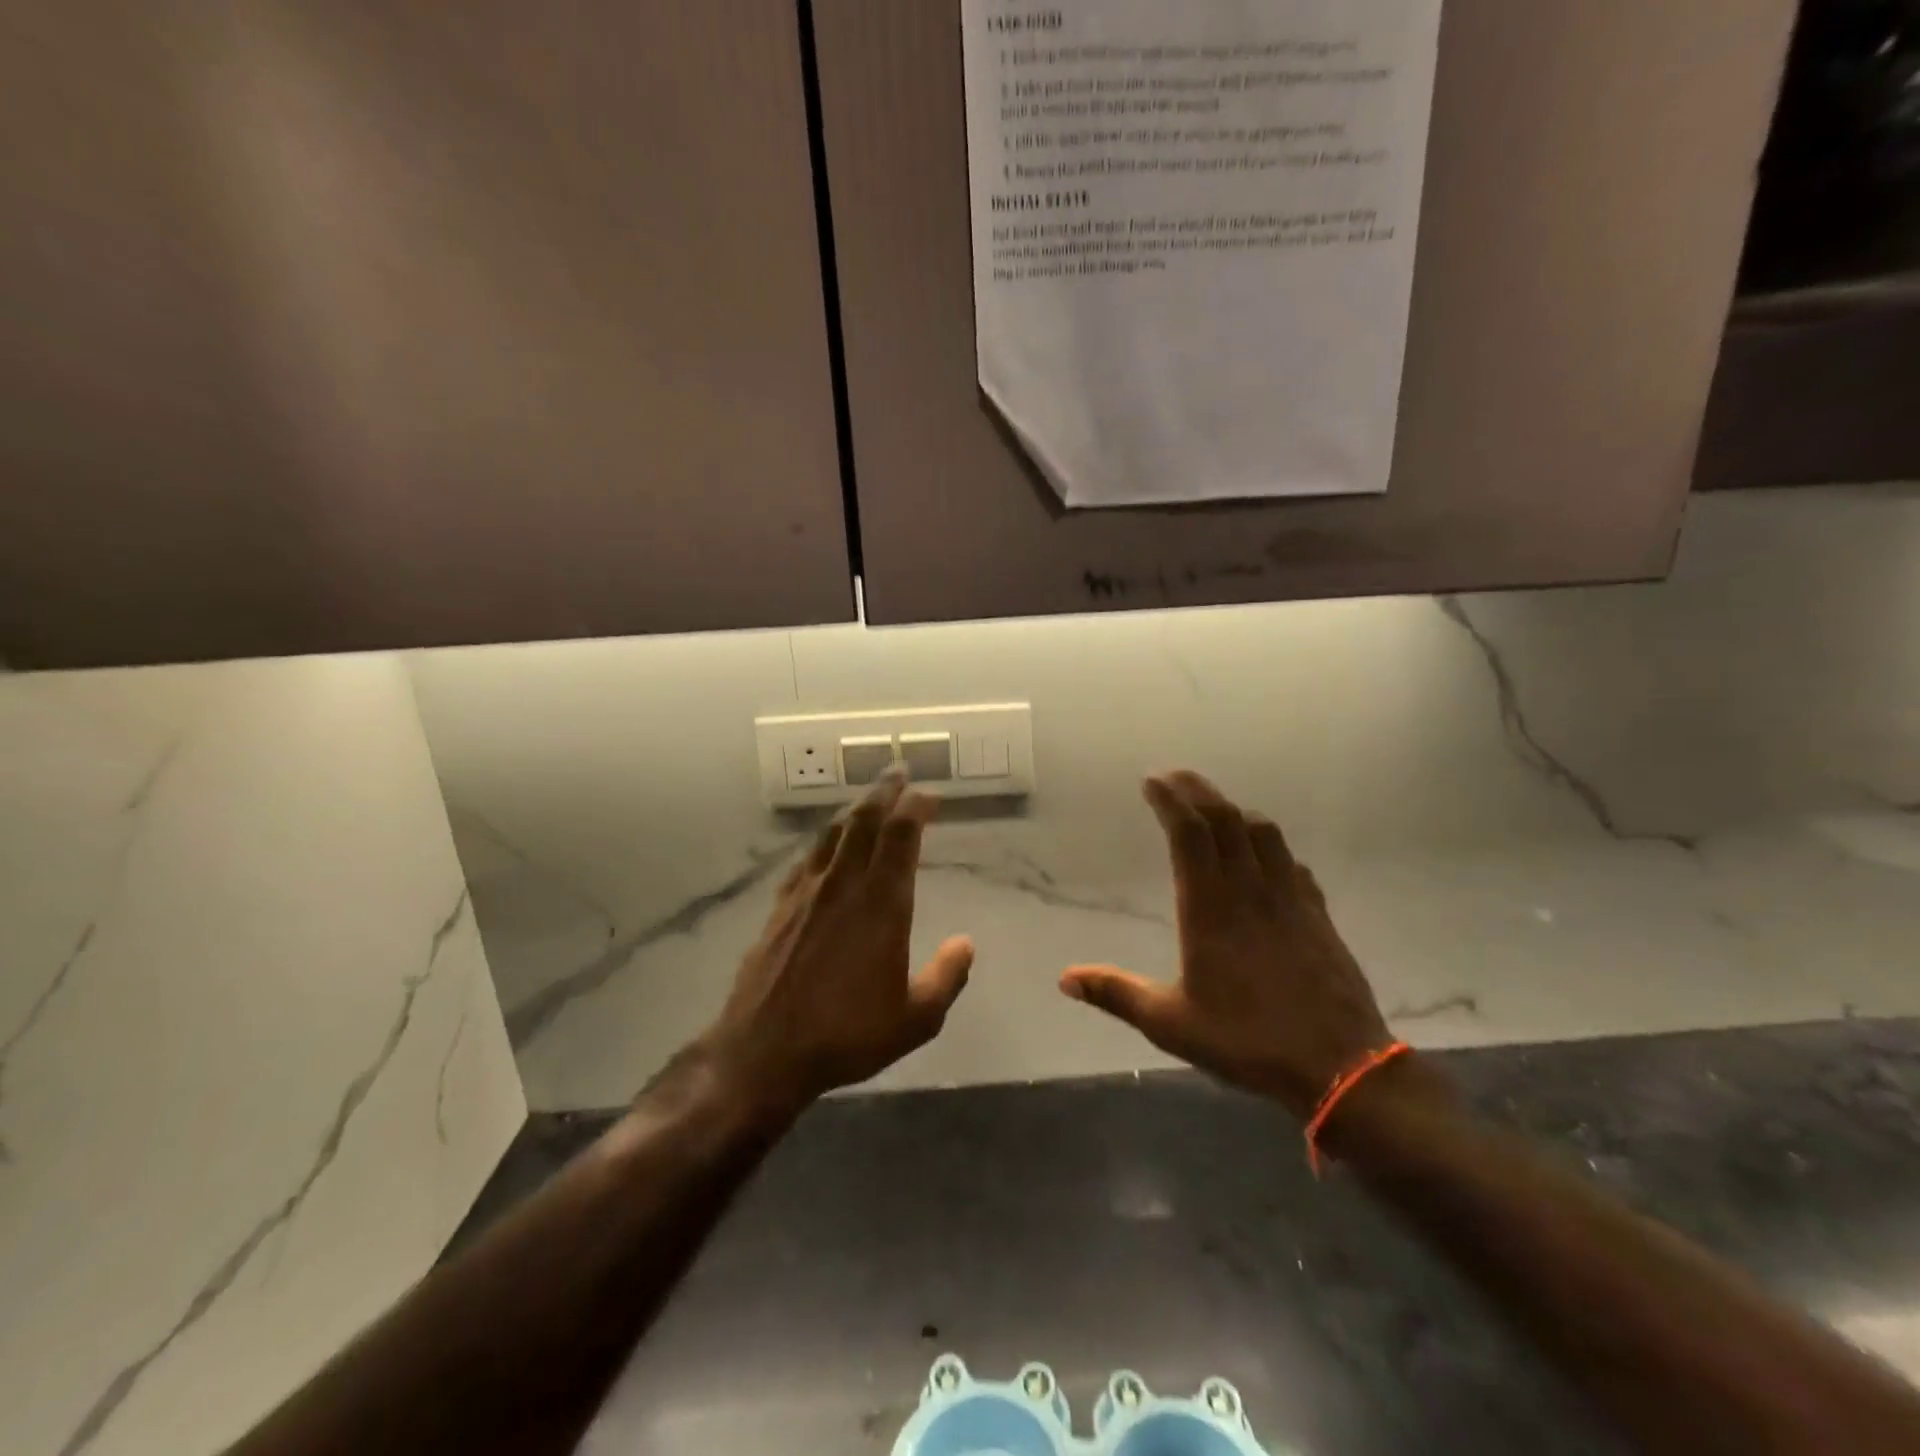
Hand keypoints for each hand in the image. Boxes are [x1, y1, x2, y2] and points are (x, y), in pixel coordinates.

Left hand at [701, 774, 972, 1113]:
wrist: (764, 1052)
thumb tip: (966, 943)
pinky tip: (826, 845)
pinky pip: (806, 859)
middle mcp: (844, 885)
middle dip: (884, 791)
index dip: (916, 807)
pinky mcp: (780, 907)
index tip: (930, 796)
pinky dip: (824, 841)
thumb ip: (946, 977)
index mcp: (881, 904)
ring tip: (868, 798)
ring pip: (833, 833)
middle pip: (865, 821)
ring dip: (854, 808)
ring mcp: (807, 893)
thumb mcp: (915, 1019)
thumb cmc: (846, 1035)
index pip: (901, 836)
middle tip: (898, 772)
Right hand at [1060, 771, 1391, 1118]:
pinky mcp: (1317, 914)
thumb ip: (1116, 994)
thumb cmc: (1247, 1040)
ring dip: (1235, 811)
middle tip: (1174, 777)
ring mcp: (1288, 898)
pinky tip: (1266, 857)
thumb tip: (1065, 979)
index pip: (1189, 834)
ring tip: (1215, 808)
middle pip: (1225, 820)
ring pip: (1264, 833)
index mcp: (1209, 908)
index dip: (1170, 800)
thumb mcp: (1170, 1023)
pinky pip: (1291, 863)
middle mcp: (1249, 890)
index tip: (1152, 781)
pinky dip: (1272, 846)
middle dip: (1197, 790)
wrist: (1340, 1065)